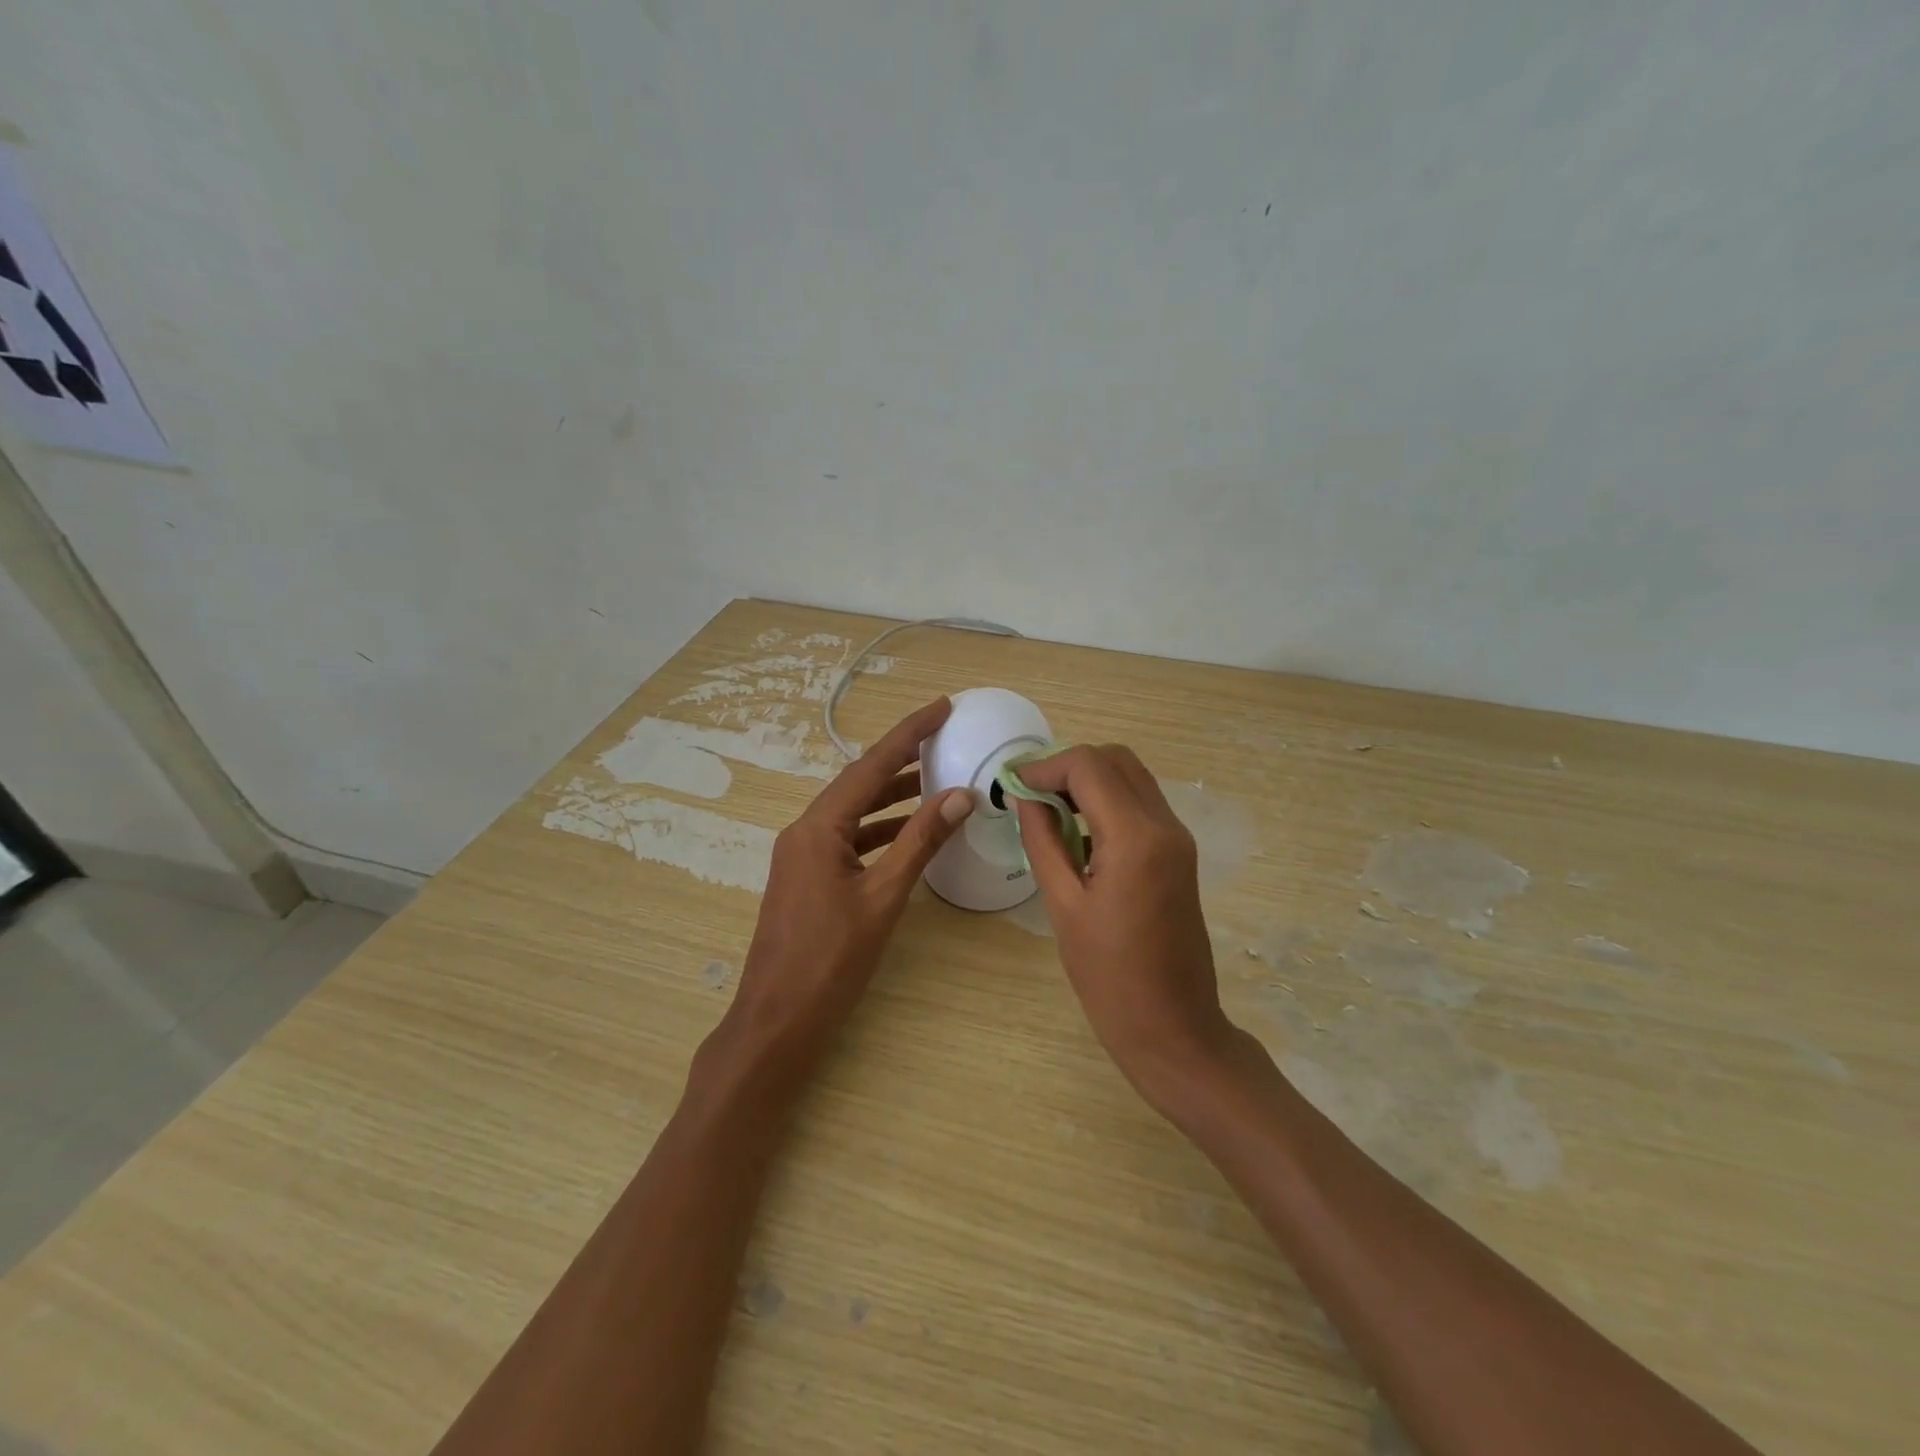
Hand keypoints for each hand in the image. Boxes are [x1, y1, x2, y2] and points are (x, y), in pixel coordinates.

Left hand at [710, 697, 973, 1098]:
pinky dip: (880, 830)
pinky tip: (909, 833)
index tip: (942, 706)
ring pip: (854, 812)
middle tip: (944, 737)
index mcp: (818, 827)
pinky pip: (848, 838)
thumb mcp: (883, 897)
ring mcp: (802, 855)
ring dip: (894, 796)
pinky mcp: (807, 878)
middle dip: (902, 759)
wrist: (777, 1020)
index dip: (908, 733)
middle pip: (859, 782)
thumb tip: (960, 795)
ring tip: (937, 780)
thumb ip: (920, 842)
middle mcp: (805, 831)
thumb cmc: (830, 960)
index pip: (871, 766)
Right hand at [1012, 745, 1236, 1105]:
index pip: (1088, 766)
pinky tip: (1078, 833)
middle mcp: (1165, 824)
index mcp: (1136, 837)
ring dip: (1089, 781)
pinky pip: (1141, 805)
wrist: (1173, 1028)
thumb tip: (1023, 797)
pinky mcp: (1179, 853)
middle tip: (1030, 796)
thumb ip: (1042, 841)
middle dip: (1068, 767)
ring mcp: (1178, 838)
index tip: (1011, 786)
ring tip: (1047, 812)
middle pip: (1115, 759)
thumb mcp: (1062, 906)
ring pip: (1131, 777)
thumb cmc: (1109, 977)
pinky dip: (1108, 801)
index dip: (1044, 767)